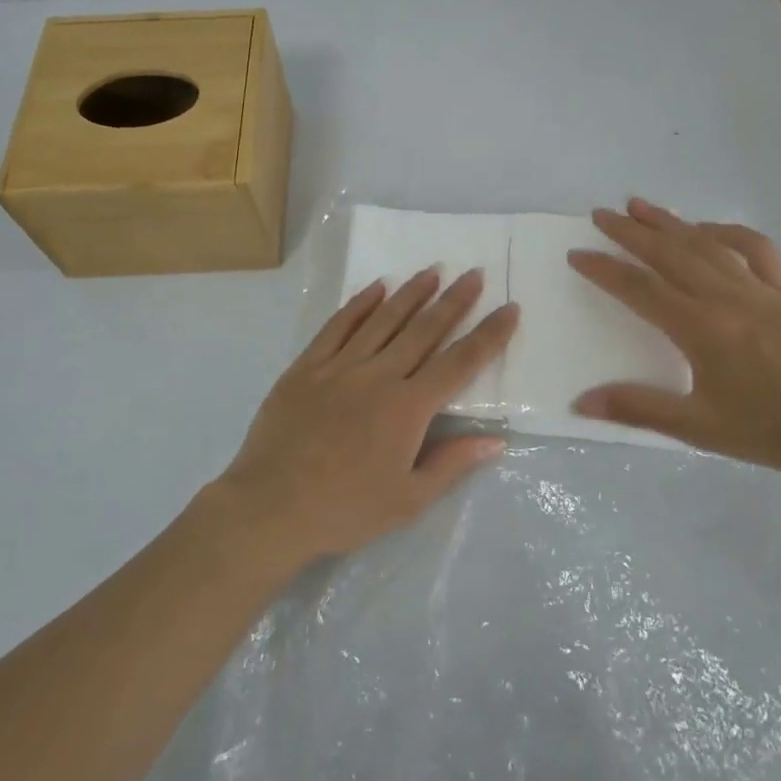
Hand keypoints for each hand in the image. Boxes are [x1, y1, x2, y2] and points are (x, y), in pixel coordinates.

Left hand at [213, 269, 519, 560]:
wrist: (270, 507)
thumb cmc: (345, 510)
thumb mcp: (408, 500)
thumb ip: (452, 464)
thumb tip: (496, 440)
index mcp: (408, 407)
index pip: (460, 362)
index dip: (489, 335)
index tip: (509, 308)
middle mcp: (379, 376)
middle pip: (424, 330)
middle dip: (454, 300)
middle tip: (474, 273)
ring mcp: (340, 366)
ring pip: (384, 319)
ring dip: (412, 293)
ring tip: (433, 270)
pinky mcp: (307, 366)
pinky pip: (338, 326)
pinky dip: (359, 304)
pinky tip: (376, 288)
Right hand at [568, 199, 780, 478]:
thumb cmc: (774, 431)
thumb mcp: (700, 428)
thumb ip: (639, 408)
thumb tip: (581, 402)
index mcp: (701, 329)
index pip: (639, 289)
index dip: (604, 270)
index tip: (577, 254)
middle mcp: (726, 297)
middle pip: (669, 254)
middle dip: (630, 232)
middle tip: (599, 214)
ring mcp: (760, 289)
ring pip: (706, 244)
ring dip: (670, 222)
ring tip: (639, 205)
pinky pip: (754, 249)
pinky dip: (727, 232)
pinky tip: (708, 229)